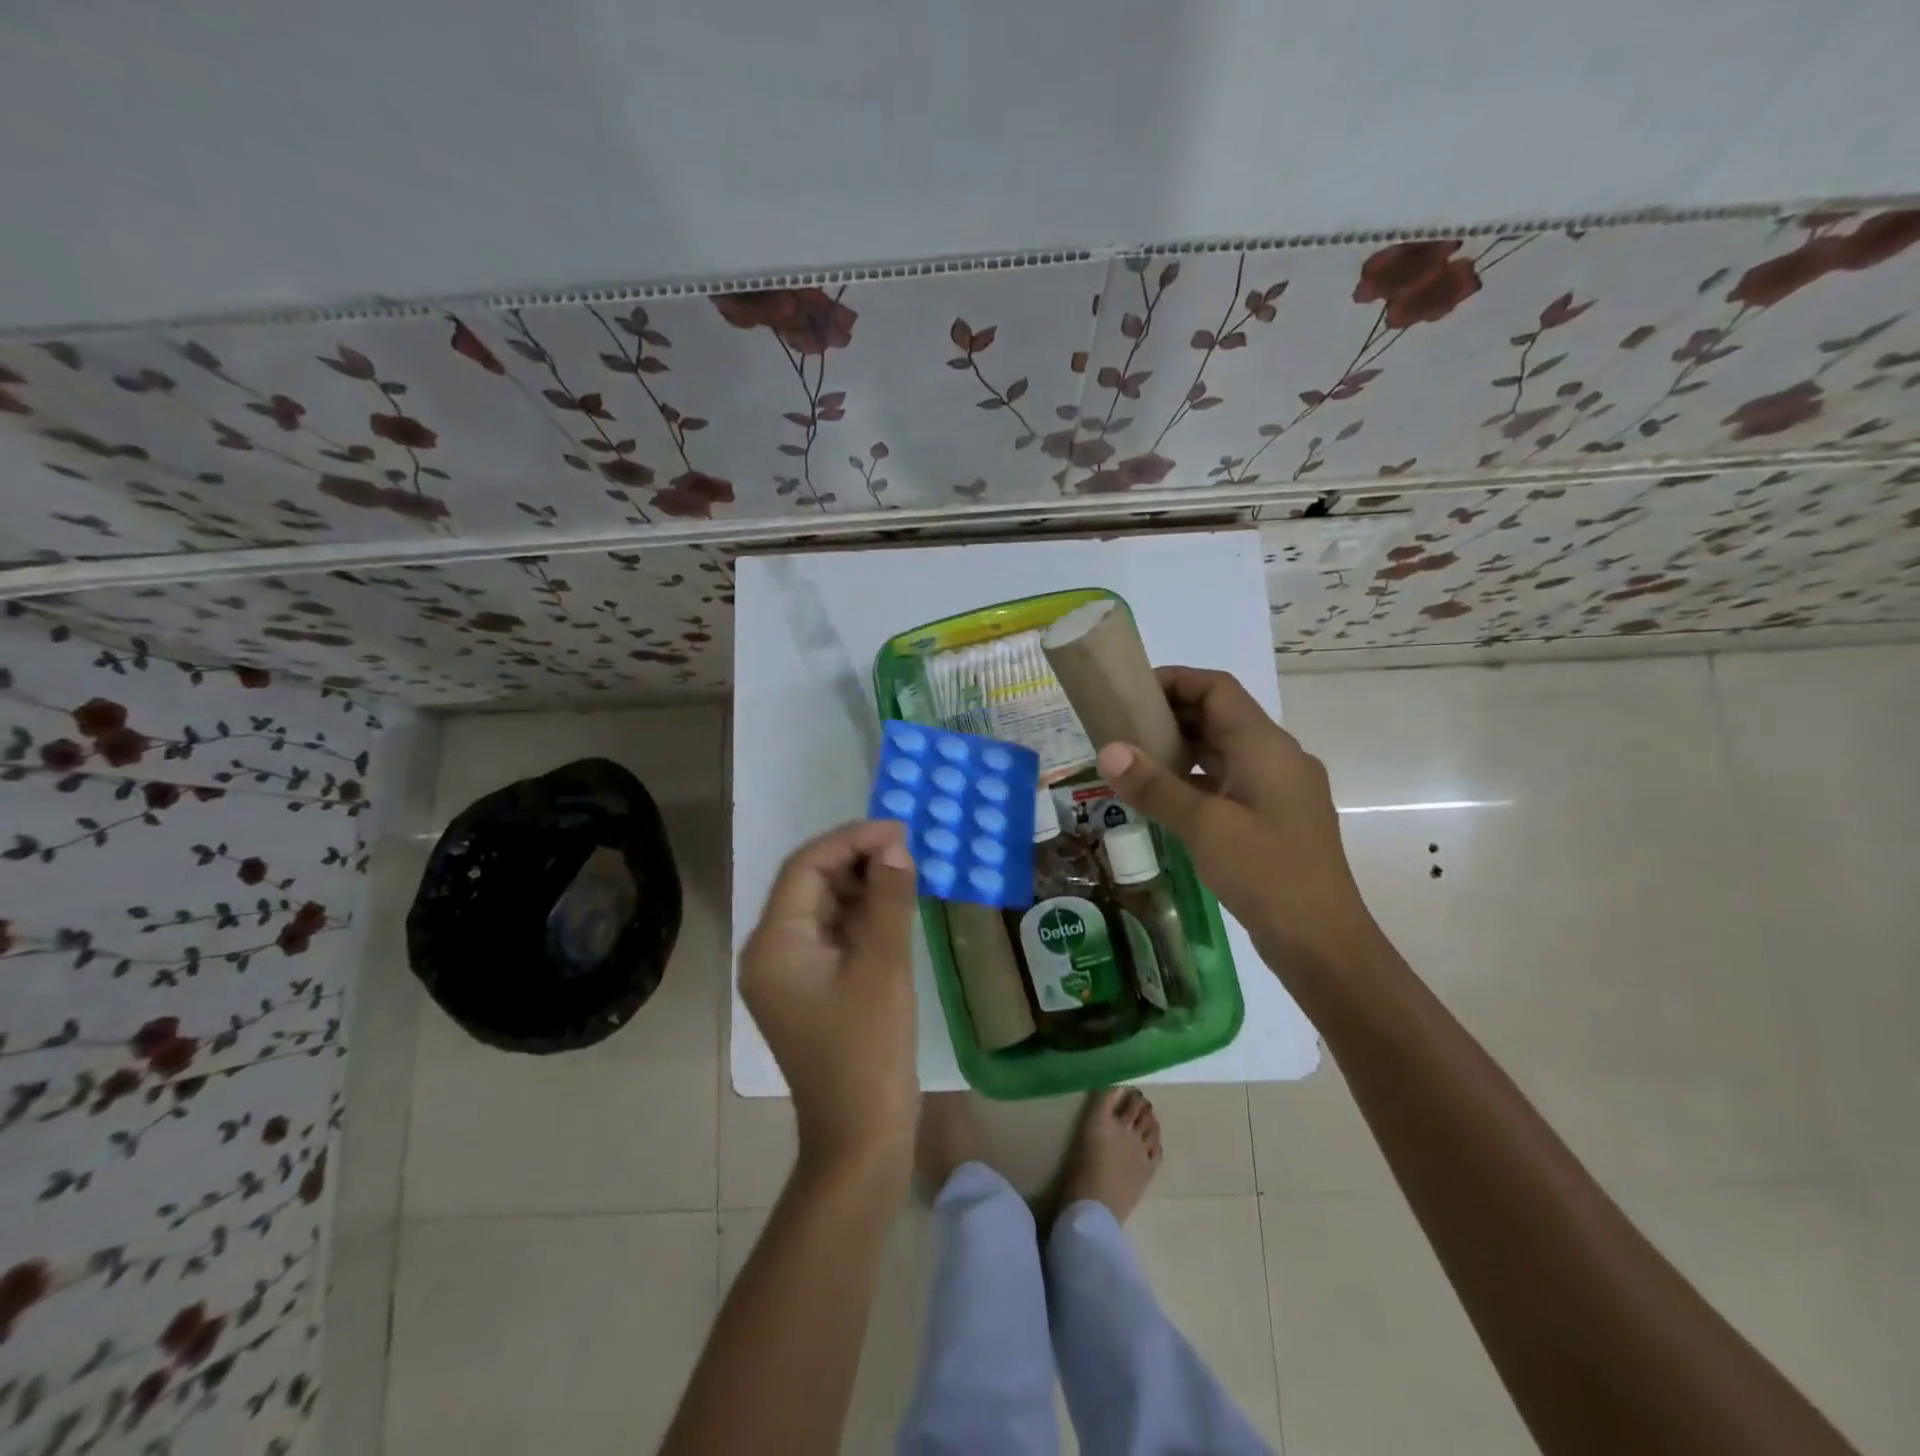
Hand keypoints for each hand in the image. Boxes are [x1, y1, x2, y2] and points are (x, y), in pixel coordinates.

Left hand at [739, 820, 920, 1180]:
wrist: (860, 1136)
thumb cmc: (868, 1048)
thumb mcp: (883, 965)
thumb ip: (888, 899)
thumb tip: (895, 848)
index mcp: (774, 944)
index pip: (805, 868)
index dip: (851, 840)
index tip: (897, 829)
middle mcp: (771, 952)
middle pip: (811, 885)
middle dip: (857, 861)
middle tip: (907, 848)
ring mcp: (789, 973)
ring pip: (824, 908)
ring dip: (862, 886)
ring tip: (907, 871)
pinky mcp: (810, 989)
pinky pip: (833, 936)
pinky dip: (862, 916)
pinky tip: (896, 906)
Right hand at [1096, 667, 1381, 973]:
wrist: (1322, 942)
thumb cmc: (1266, 873)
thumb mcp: (1204, 826)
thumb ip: (1155, 785)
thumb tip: (1108, 750)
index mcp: (1266, 746)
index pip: (1218, 689)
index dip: (1176, 680)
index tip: (1131, 690)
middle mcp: (1277, 757)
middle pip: (1222, 716)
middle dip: (1173, 713)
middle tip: (1123, 723)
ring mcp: (1279, 789)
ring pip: (1225, 750)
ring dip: (1183, 746)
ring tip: (1135, 755)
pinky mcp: (1274, 817)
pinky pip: (1230, 780)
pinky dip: (1197, 777)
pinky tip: (1165, 795)